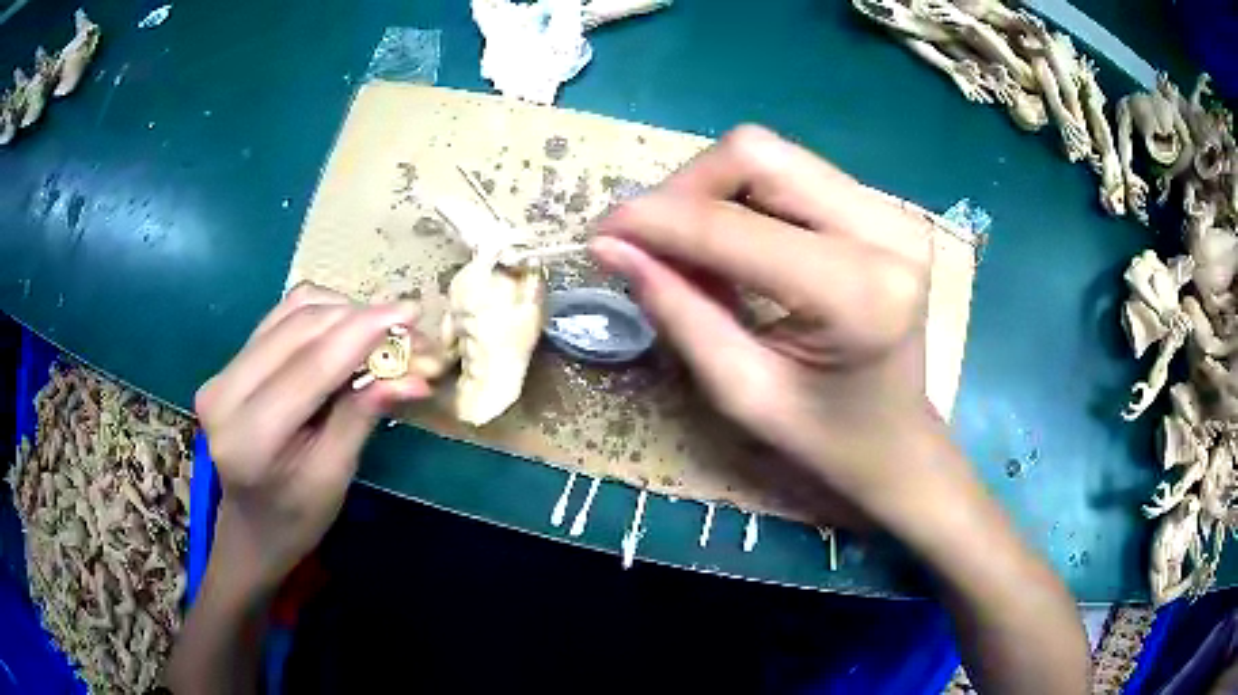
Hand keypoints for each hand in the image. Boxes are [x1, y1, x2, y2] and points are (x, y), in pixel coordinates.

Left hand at [194, 283, 430, 587]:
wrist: (252, 525)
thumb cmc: (297, 516)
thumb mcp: (334, 477)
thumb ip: (363, 417)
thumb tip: (414, 375)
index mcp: (248, 436)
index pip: (310, 365)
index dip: (362, 331)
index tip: (412, 311)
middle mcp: (225, 391)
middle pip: (301, 327)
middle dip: (361, 319)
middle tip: (409, 330)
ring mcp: (223, 370)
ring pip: (293, 312)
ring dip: (345, 313)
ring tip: (382, 334)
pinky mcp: (232, 360)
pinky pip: (283, 316)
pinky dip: (323, 314)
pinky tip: (347, 333)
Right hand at [591, 126, 952, 521]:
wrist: (898, 441)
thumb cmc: (825, 438)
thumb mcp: (741, 391)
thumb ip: (678, 311)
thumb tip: (611, 246)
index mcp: (860, 294)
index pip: (735, 226)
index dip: (657, 220)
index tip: (601, 233)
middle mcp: (886, 231)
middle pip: (757, 155)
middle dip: (685, 190)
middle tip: (649, 241)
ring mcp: (891, 212)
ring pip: (772, 155)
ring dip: (711, 190)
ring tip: (688, 246)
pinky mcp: (883, 209)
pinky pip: (792, 173)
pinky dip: (744, 197)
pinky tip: (732, 240)